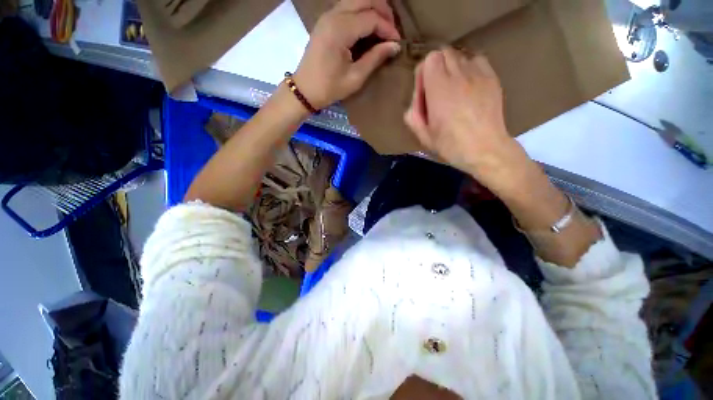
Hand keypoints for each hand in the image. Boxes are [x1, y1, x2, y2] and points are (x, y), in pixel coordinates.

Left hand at [293, 0, 400, 109]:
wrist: (305, 89)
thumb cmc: (329, 88)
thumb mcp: (355, 77)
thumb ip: (375, 58)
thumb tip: (395, 46)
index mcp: (340, 30)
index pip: (371, 18)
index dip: (388, 28)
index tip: (398, 42)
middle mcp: (333, 15)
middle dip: (383, 10)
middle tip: (392, 30)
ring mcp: (327, 16)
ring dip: (372, 8)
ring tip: (383, 27)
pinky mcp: (325, 21)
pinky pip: (347, 7)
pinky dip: (361, 12)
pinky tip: (368, 27)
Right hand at [404, 47, 517, 181]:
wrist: (485, 149)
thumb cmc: (451, 145)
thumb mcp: (423, 135)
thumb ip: (413, 115)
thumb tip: (416, 100)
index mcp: (439, 89)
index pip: (429, 59)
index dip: (423, 74)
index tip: (425, 92)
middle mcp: (459, 75)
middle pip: (444, 53)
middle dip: (436, 68)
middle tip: (437, 90)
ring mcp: (478, 74)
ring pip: (460, 56)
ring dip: (452, 68)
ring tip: (453, 89)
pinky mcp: (492, 78)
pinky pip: (477, 61)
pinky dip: (469, 68)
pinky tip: (468, 86)